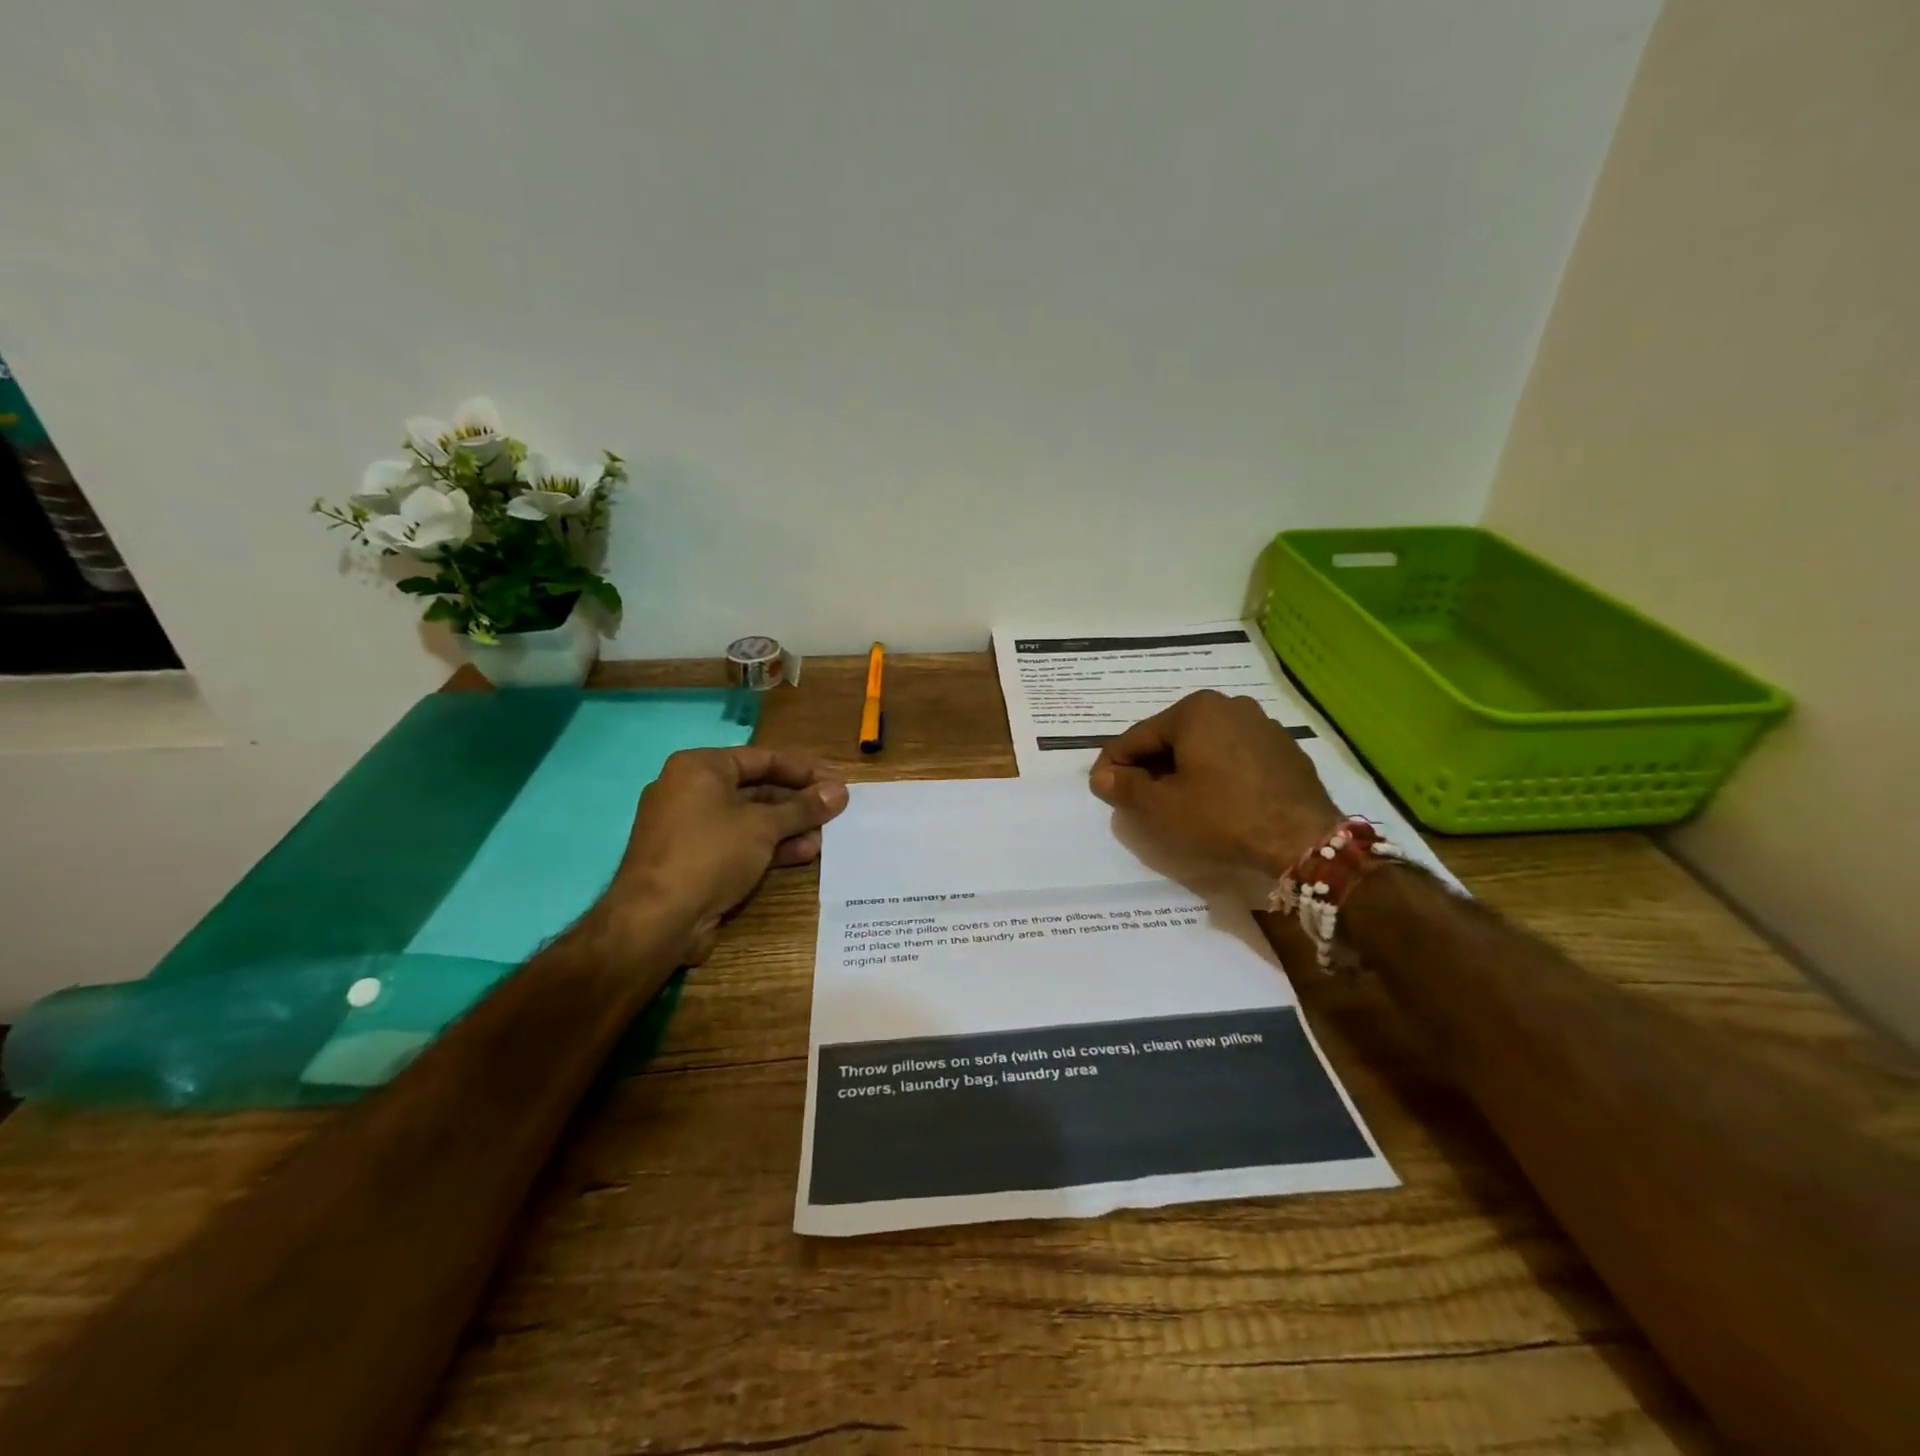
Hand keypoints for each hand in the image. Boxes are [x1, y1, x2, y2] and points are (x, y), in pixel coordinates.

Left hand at [602, 746, 849, 963]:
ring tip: (826, 837)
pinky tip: (804, 854)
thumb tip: (840, 791)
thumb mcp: (763, 826)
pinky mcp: (694, 860)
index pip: (761, 759)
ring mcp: (690, 828)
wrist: (657, 920)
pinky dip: (769, 847)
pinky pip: (738, 844)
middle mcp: (691, 791)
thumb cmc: (710, 854)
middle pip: (756, 789)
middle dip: (797, 803)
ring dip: (788, 827)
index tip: (835, 782)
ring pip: (750, 820)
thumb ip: (803, 807)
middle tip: (835, 811)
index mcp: (699, 768)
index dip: (803, 770)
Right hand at [1088, 690, 1341, 877]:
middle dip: (1150, 767)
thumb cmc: (1221, 816)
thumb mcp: (1160, 806)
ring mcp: (1262, 726)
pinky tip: (1214, 803)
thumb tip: (1101, 775)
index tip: (1100, 788)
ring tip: (1175, 804)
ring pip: (1204, 747)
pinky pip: (1234, 757)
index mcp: (1195, 709)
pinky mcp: (1284, 751)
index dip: (1113, 764)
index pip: (1137, 736)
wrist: (1303, 841)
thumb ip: (1123, 786)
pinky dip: (1216, 775)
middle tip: (1137, 799)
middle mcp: (1229, 705)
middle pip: (1172, 738)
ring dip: (1182, 771)